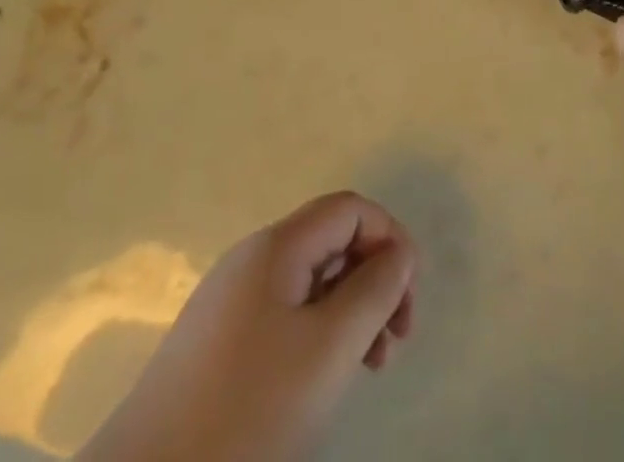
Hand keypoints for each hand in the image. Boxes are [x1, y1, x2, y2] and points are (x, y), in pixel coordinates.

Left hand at [80, 192, 414, 461]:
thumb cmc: (245, 414)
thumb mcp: (327, 350)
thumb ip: (374, 290)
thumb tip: (399, 253)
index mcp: (276, 247)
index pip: (350, 209)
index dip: (389, 239)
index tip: (407, 301)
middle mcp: (251, 261)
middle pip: (332, 242)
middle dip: (373, 280)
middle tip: (395, 341)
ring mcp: (230, 303)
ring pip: (311, 283)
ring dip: (350, 312)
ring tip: (369, 368)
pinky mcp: (216, 346)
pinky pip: (285, 317)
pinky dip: (318, 336)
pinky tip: (322, 384)